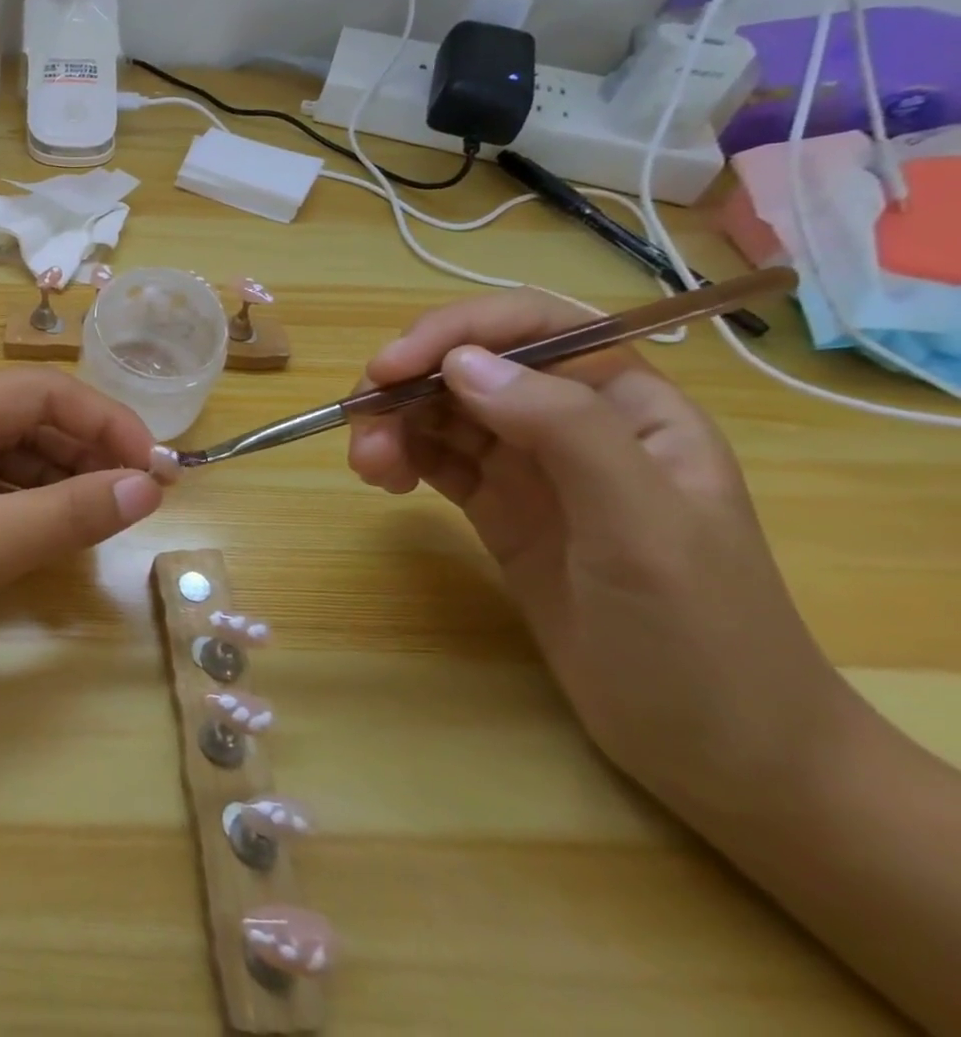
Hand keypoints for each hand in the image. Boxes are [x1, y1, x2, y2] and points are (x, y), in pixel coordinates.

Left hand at [0, 367, 164, 693]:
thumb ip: (62, 516)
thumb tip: (148, 488)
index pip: (39, 392)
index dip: (106, 422)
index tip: (158, 472)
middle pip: (21, 420)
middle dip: (85, 451)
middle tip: (141, 500)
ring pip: (0, 459)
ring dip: (55, 481)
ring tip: (105, 518)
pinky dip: (18, 510)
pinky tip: (47, 537)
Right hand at [346, 290, 850, 818]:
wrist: (719, 753)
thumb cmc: (704, 638)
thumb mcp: (645, 530)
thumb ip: (563, 431)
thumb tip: (461, 364)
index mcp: (627, 403)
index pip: (532, 326)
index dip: (456, 330)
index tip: (390, 366)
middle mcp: (572, 419)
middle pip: (470, 363)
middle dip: (407, 383)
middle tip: (362, 427)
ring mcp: (531, 465)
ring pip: (441, 409)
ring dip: (393, 423)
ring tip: (370, 469)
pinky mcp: (497, 506)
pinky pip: (434, 457)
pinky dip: (399, 456)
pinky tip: (384, 481)